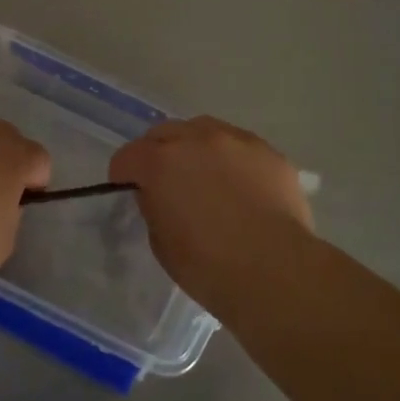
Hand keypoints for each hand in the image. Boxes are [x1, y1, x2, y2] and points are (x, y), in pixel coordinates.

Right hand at [111, 116, 312, 310]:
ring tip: (207, 176)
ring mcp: (236, 140)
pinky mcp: (269, 151)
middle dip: (158, 152)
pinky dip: (233, 159)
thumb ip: (154, 206)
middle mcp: (197, 139)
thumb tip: (159, 194)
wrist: (275, 271)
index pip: (127, 156)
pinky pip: (241, 146)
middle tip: (167, 181)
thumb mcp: (162, 244)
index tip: (130, 190)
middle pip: (165, 132)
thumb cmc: (209, 267)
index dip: (124, 174)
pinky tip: (243, 186)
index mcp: (161, 162)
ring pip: (205, 130)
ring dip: (197, 147)